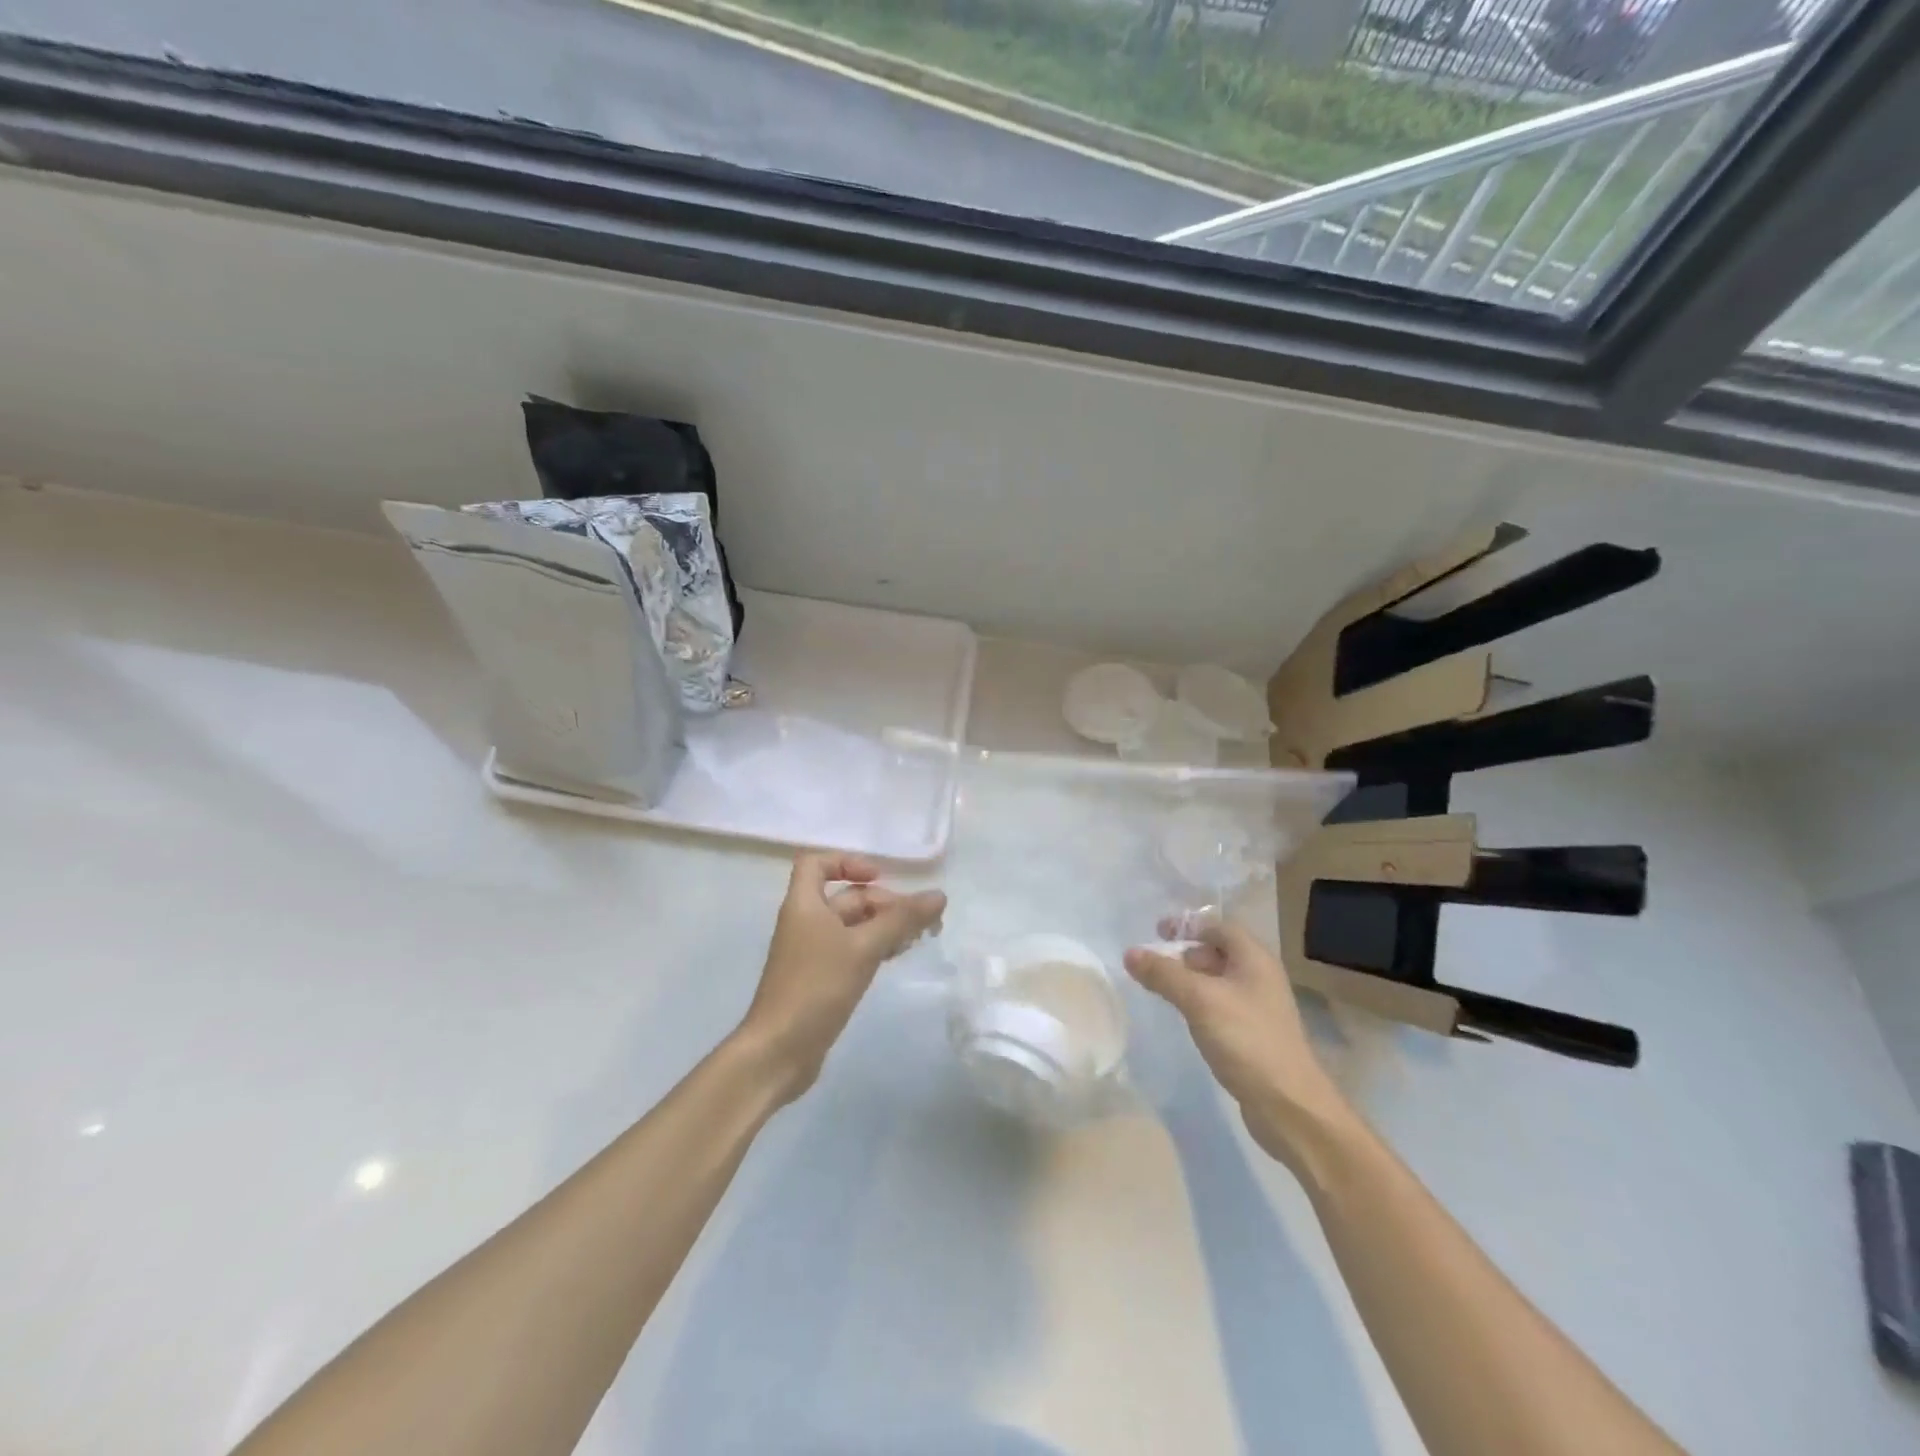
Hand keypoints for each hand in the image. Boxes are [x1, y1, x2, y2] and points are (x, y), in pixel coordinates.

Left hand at [739, 852, 945, 1104]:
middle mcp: (805, 923)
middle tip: (919, 921)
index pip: (816, 864)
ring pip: (852, 926)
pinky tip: (896, 958)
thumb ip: (902, 919)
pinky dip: (874, 948)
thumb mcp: (864, 948)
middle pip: (846, 897)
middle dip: (883, 903)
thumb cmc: (816, 987)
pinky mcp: (819, 980)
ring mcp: (812, 953)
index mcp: (804, 905)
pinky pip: (850, 951)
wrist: (778, 1051)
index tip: (879, 878)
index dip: (847, 862)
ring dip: (883, 927)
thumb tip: (939, 895)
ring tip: (916, 939)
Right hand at [1124, 917, 1348, 1166]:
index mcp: (1254, 959)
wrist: (1289, 1106)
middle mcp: (1260, 977)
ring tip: (1160, 989)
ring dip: (1190, 979)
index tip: (1156, 932)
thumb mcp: (1199, 1000)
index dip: (1188, 924)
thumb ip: (1164, 974)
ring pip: (1218, 981)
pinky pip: (1220, 1006)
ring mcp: (1258, 1008)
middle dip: (1185, 953)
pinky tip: (1183, 1017)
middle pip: (1218, 952)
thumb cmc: (1246, 1040)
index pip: (1219, 926)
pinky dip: (1199, 1003)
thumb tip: (1130, 953)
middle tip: (1154, 963)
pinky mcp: (1253, 1035)